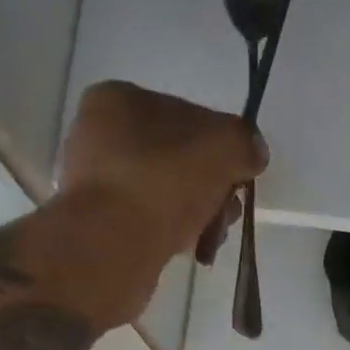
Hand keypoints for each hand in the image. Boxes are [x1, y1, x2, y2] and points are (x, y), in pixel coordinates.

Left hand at [45, 82, 266, 326]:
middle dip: (212, 185)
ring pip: (167, 194)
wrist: (110, 249)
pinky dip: (175, 234)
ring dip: (198, 213)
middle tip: (229, 211)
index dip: (222, 145)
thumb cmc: (162, 183)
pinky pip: (151, 223)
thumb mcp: (222, 147)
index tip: (239, 175)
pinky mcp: (101, 227)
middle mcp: (98, 136)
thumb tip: (252, 153)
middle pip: (179, 158)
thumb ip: (244, 142)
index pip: (188, 114)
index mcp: (117, 100)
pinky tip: (190, 249)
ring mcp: (97, 185)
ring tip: (212, 237)